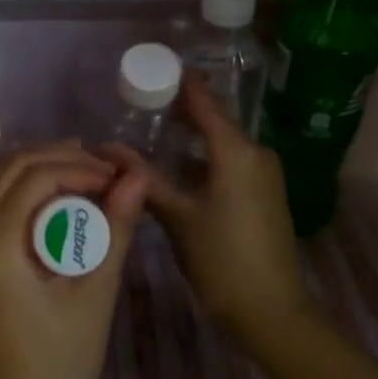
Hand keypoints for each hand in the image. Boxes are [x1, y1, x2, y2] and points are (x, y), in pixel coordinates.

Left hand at [0, 142, 149, 378]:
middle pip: (9, 168)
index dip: (78, 166)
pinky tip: (56, 196)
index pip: (35, 177)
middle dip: (57, 158)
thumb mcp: (95, 294)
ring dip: (37, 167)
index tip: (116, 178)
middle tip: (103, 170)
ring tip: (84, 172)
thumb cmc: (61, 363)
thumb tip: (135, 179)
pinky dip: (22, 187)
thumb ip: (113, 230)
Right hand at [103, 76, 312, 341]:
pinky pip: (231, 160)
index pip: (204, 102)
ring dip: (191, 135)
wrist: (272, 312)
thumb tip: (105, 148)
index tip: (151, 67)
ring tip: (152, 130)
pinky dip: (204, 155)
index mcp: (236, 151)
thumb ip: (142, 177)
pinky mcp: (265, 193)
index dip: (179, 83)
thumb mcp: (177, 216)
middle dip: (180, 109)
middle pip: (214, 119)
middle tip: (140, 102)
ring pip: (222, 142)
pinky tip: (178, 164)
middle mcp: (256, 153)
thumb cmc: (221, 259)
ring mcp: (265, 173)